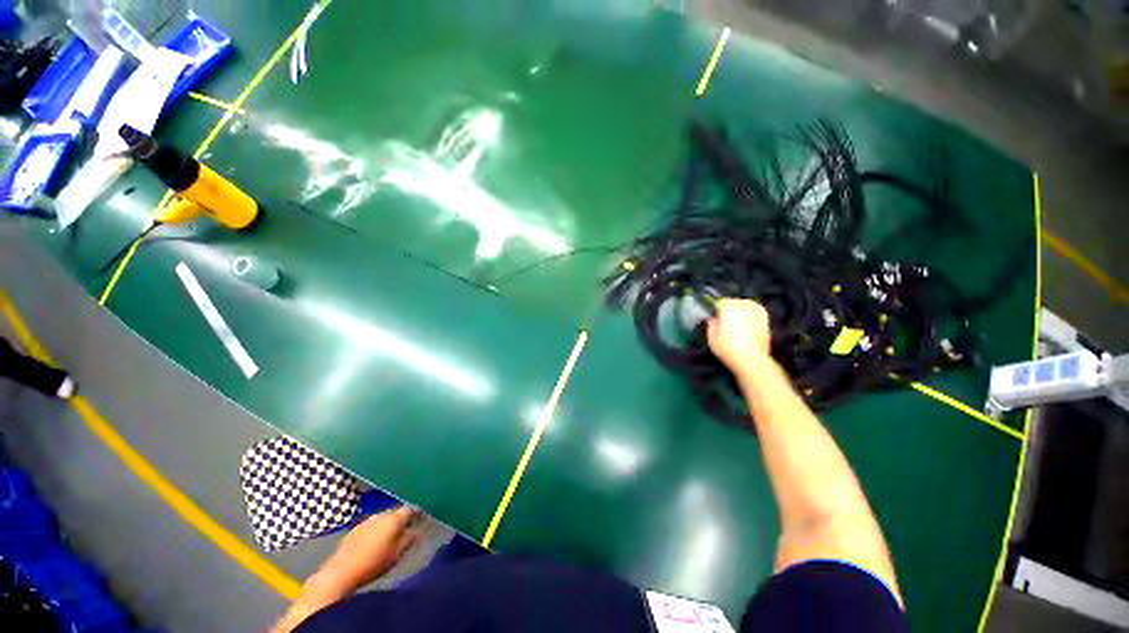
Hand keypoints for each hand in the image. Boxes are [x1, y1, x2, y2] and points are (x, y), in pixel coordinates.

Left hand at [321, 506, 420, 589]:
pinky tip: (374, 542)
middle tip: (406, 529)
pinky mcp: (354, 530)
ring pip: (383, 519)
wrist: (341, 571)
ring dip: (388, 525)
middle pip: (396, 512)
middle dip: (402, 519)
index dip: (417, 513)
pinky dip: (376, 531)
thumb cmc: (374, 562)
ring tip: (390, 537)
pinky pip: (371, 526)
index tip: (421, 519)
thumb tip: (417, 531)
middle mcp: (381, 515)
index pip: (410, 509)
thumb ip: (409, 539)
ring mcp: (366, 521)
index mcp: (394, 518)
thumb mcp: (397, 553)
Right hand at [707, 298, 772, 373]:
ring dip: (741, 307)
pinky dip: (753, 311)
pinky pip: (758, 310)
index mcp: (729, 309)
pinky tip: (749, 318)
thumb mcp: (712, 338)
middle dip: (729, 307)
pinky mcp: (765, 321)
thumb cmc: (729, 349)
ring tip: (736, 316)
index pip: (721, 301)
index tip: (714, 315)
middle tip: (724, 318)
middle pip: (734, 301)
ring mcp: (756, 314)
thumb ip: (711, 326)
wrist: (751, 360)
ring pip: (747, 303)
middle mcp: (743, 308)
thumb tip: (712, 320)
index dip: (716, 308)